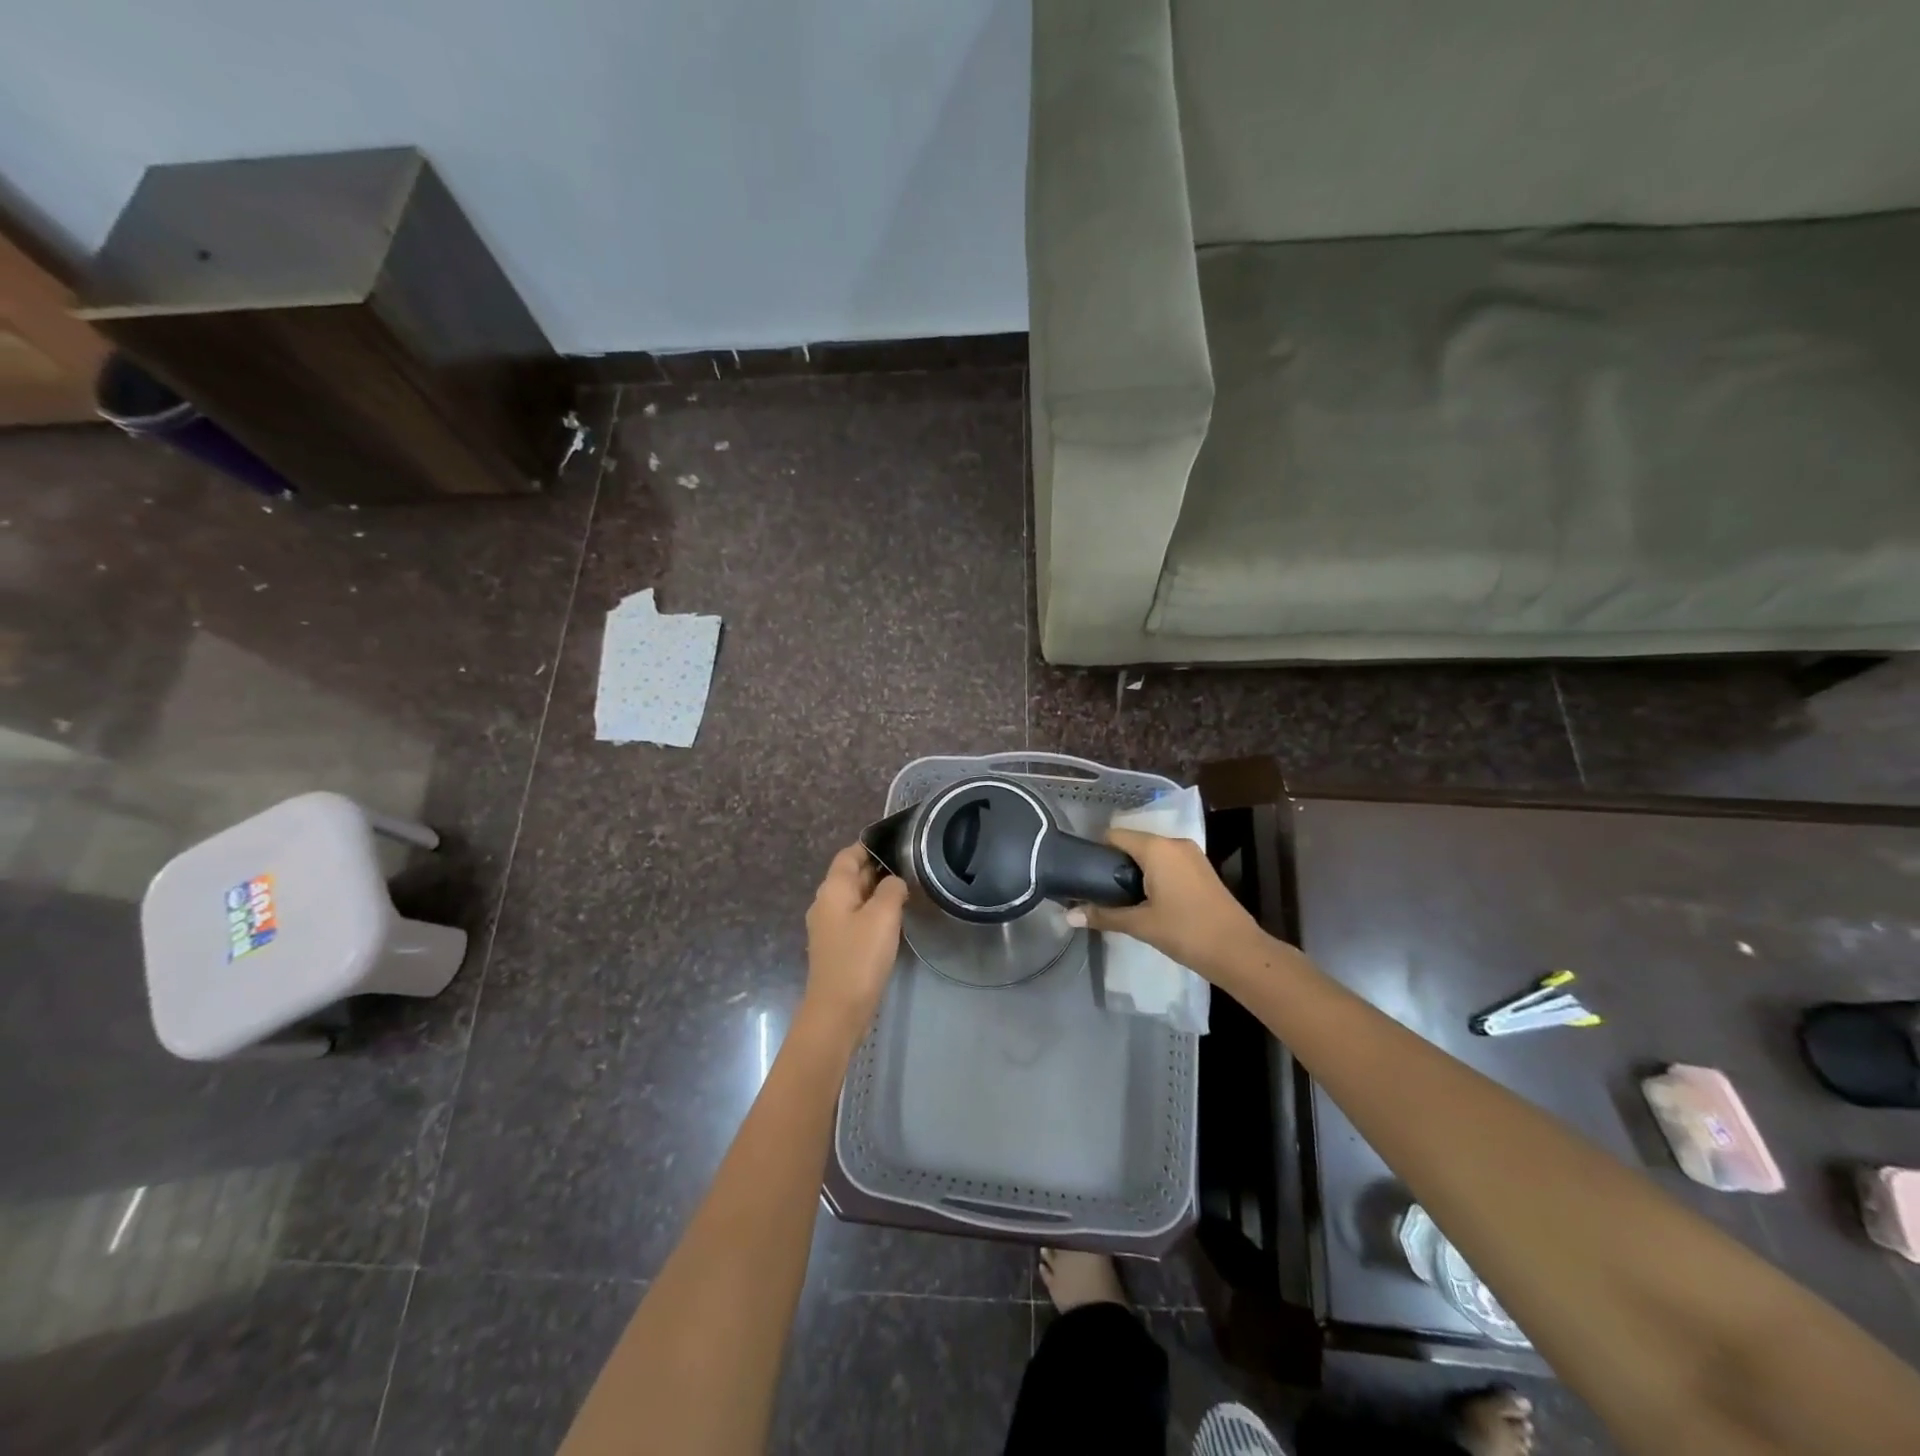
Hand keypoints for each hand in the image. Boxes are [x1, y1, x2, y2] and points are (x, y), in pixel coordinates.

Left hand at [802, 843, 909, 1042]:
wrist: (838, 1010)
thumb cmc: (860, 958)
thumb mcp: (883, 916)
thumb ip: (891, 889)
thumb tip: (893, 882)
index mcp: (832, 889)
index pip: (849, 854)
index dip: (871, 847)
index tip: (898, 845)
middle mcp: (825, 903)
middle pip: (851, 875)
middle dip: (877, 869)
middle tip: (909, 868)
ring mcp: (828, 927)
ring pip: (854, 898)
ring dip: (877, 894)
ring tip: (906, 892)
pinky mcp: (836, 947)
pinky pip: (855, 919)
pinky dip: (872, 914)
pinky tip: (892, 922)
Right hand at [1066, 828, 1263, 980]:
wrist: (1238, 951)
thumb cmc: (1185, 931)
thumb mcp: (1140, 924)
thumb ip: (1104, 915)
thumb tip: (1068, 917)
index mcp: (1156, 848)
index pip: (1115, 835)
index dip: (1096, 852)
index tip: (1084, 873)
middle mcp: (1174, 843)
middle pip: (1133, 843)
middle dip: (1115, 863)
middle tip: (1099, 890)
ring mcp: (1191, 855)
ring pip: (1151, 854)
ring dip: (1135, 871)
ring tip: (1120, 897)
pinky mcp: (1201, 869)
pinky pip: (1168, 862)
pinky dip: (1153, 875)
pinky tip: (1147, 900)